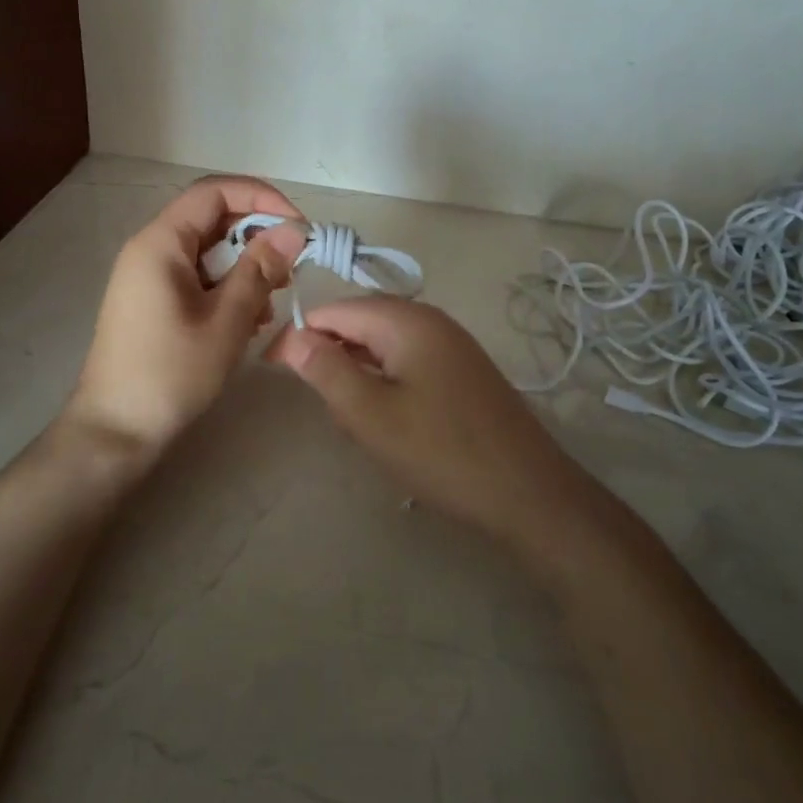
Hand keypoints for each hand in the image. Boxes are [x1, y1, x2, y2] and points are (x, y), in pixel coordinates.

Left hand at [67, 175, 306, 460]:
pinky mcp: (154, 301)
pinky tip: (246, 322)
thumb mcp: (226, 321)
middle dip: (257, 239)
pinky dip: (227, 289)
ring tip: (268, 306)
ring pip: (209, 252)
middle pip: (213, 220)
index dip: (262, 199)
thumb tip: (293, 229)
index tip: (298, 228)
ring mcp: (149, 276)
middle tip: (290, 273)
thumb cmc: (170, 374)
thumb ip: (260, 270)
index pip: (215, 191)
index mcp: (161, 243)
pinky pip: (198, 277)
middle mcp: (151, 249)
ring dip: (245, 269)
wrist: (115, 430)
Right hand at [269, 298, 583, 541]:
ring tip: (352, 420)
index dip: (299, 336)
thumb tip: (293, 336)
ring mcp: (451, 344)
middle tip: (319, 403)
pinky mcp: (462, 371)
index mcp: (406, 320)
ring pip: (383, 346)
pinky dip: (385, 383)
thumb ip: (326, 370)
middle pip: (360, 323)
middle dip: (330, 356)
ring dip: (357, 374)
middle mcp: (430, 320)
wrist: (529, 492)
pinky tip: (386, 420)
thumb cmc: (442, 452)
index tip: (273, 370)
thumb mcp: (371, 415)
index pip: (334, 310)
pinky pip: (408, 363)